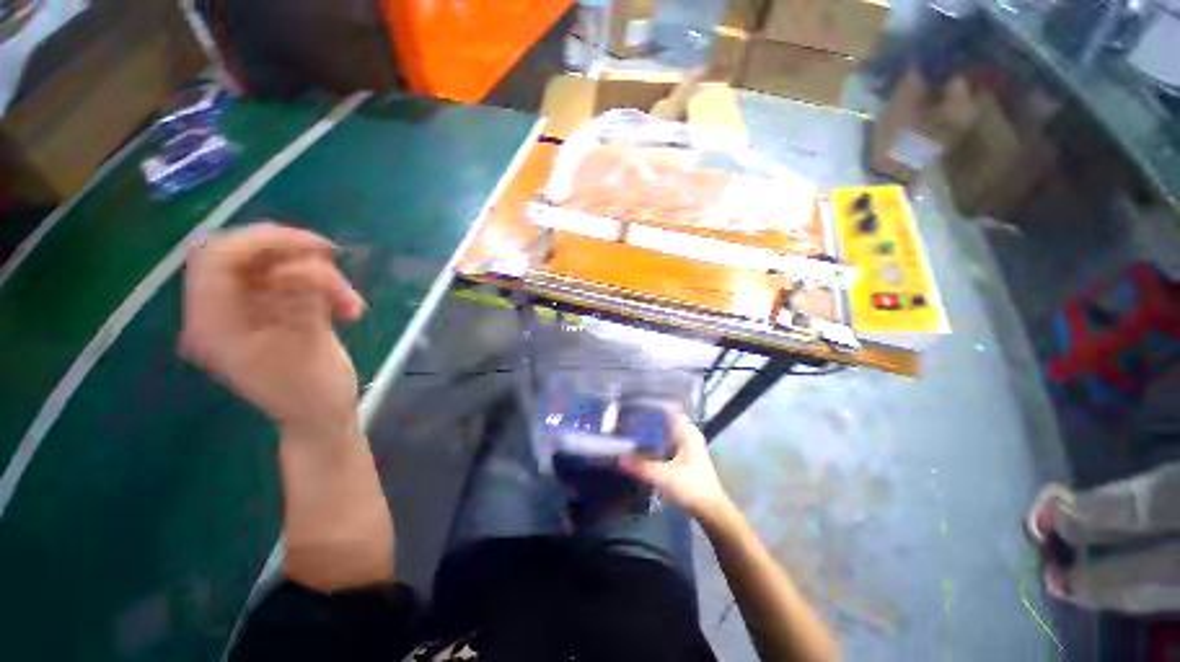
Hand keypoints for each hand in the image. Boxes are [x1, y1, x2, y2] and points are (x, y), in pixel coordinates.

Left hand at [180, 223, 365, 441]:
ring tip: (352, 304)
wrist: (323, 417)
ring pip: (280, 266)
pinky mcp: (275, 311)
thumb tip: (307, 262)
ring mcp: (249, 310)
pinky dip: (326, 288)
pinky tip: (348, 308)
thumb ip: (303, 301)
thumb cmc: (312, 394)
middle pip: (249, 256)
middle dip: (297, 257)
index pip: (218, 258)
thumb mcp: (308, 347)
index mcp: (213, 323)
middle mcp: (222, 310)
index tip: (316, 247)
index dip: (263, 241)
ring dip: (322, 278)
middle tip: (337, 266)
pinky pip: (297, 282)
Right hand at [618, 412, 734, 522]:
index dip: (650, 405)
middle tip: (625, 418)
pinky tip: (640, 445)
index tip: (632, 406)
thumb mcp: (664, 477)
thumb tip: (618, 459)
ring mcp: (686, 443)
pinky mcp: (683, 454)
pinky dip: (653, 441)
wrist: (710, 511)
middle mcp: (687, 433)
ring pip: (663, 430)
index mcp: (687, 431)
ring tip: (629, 429)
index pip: (666, 409)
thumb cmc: (692, 488)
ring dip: (649, 430)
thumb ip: (641, 467)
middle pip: (663, 419)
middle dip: (645, 418)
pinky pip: (665, 440)